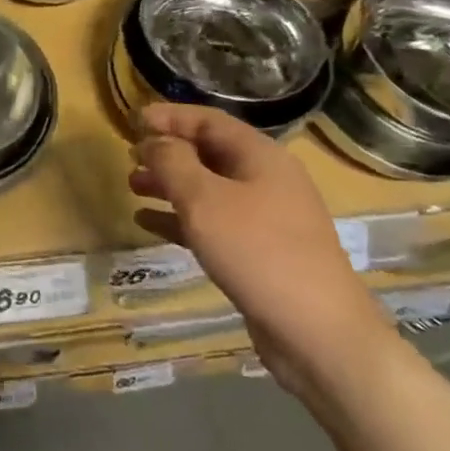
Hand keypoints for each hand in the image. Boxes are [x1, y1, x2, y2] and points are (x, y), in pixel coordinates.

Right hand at [129, 103, 395, 395]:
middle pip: (208, 153)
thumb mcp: (204, 200)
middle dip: (167, 152)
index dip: (170, 116)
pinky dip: (181, 218)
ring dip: (170, 185)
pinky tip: (148, 223)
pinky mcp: (260, 252)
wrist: (319, 334)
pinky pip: (213, 222)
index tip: (133, 120)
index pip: (208, 120)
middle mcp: (266, 180)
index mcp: (260, 156)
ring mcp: (266, 218)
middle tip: (130, 157)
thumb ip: (172, 162)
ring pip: (208, 189)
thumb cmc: (258, 251)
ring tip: (132, 187)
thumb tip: (153, 142)